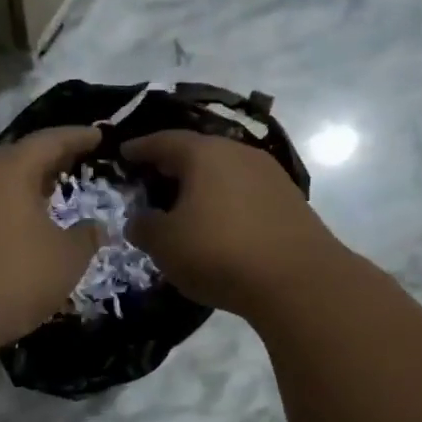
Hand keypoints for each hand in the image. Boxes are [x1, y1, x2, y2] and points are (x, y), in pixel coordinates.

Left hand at [0, 127, 102, 348]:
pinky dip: (6, 214)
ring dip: (24, 190)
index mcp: (10, 169)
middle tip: (74, 164)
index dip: (77, 137)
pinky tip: (18, 233)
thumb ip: (85, 238)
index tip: (98, 135)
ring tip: (49, 199)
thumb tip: (94, 227)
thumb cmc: (12, 276)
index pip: (50, 141)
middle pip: (18, 159)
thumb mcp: (65, 259)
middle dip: (48, 162)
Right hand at [122, 130, 339, 315]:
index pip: (163, 141)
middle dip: (171, 166)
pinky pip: (244, 193)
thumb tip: (139, 220)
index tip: (123, 154)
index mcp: (204, 153)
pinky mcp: (289, 200)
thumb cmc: (219, 252)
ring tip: (183, 207)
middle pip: (197, 153)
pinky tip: (218, 224)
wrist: (298, 280)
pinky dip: (225, 202)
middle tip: (151, 182)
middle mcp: (239, 153)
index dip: (139, 148)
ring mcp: (269, 175)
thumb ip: (144, 227)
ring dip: (201, 186)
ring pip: (224, 173)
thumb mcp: (165, 244)